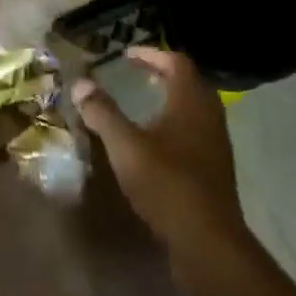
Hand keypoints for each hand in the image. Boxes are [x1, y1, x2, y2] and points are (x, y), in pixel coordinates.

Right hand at [71, 46, 251, 263]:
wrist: (207, 241)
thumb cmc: (167, 184)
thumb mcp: (126, 146)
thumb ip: (103, 113)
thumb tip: (81, 84)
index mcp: (191, 102)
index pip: (177, 62)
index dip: (152, 54)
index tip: (127, 55)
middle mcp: (209, 116)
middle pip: (189, 83)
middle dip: (162, 74)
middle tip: (135, 75)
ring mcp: (215, 144)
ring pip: (193, 109)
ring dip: (169, 100)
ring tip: (142, 104)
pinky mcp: (213, 169)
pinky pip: (194, 132)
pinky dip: (174, 124)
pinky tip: (154, 143)